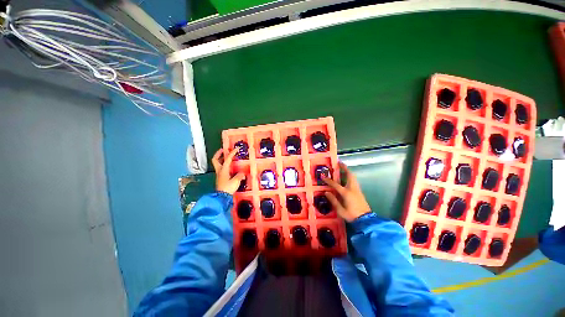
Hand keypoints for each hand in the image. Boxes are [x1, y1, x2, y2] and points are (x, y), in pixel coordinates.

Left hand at [212, 148, 245, 194]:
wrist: (221, 197)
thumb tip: (242, 173)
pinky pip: (221, 169)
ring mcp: (219, 174)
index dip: (232, 153)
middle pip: (215, 160)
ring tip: (227, 157)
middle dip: (219, 154)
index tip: (236, 148)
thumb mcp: (236, 181)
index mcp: (223, 169)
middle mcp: (220, 170)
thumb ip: (240, 176)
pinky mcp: (220, 178)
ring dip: (221, 159)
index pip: (227, 158)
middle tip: (223, 150)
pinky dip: (224, 165)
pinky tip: (230, 167)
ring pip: (218, 164)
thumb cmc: (228, 187)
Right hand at [322, 162, 370, 221]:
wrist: (366, 220)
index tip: (323, 176)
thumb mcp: (340, 210)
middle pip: (349, 175)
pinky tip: (347, 177)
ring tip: (343, 168)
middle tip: (339, 163)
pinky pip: (354, 180)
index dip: (329, 180)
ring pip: (353, 177)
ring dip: (348, 171)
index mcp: (346, 193)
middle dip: (344, 168)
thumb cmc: (352, 215)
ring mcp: (357, 189)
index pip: (335, 184)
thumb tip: (326, 192)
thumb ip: (333, 200)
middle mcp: (352, 189)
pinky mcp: (359, 192)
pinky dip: (350, 176)